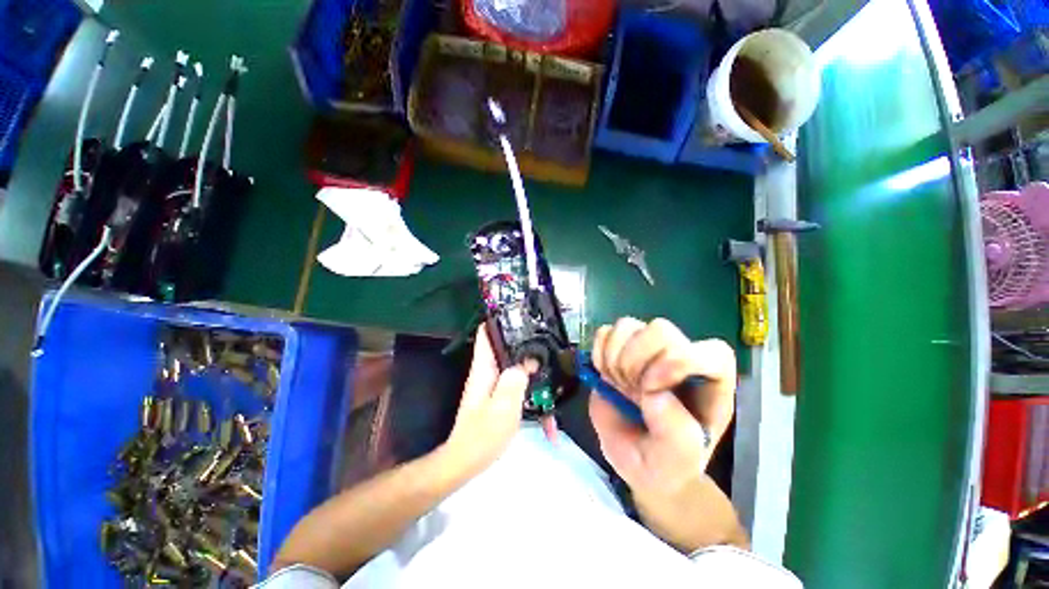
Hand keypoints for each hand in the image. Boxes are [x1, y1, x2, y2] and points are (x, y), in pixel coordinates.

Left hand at [441, 327, 529, 477]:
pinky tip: (540, 383)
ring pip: (511, 361)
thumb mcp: (503, 406)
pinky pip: (514, 378)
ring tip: (548, 356)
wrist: (467, 460)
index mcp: (484, 368)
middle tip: (544, 335)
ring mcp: (493, 382)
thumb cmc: (483, 434)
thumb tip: (528, 360)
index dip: (500, 320)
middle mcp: (487, 370)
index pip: (486, 334)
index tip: (520, 313)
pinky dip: (526, 377)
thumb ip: (515, 380)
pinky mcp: (498, 393)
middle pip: (503, 345)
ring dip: (527, 358)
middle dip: (522, 338)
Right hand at [589, 318, 736, 495]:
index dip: (678, 361)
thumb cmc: (664, 464)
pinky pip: (604, 332)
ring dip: (613, 358)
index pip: (711, 351)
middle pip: (660, 329)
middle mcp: (680, 357)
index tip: (649, 389)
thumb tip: (654, 393)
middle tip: (629, 390)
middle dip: (635, 362)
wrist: (632, 458)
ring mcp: (647, 349)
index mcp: (710, 384)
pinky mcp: (619, 347)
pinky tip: (605, 375)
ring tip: (618, 385)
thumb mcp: (678, 463)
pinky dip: (598, 353)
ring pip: (628, 325)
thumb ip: (678, 435)